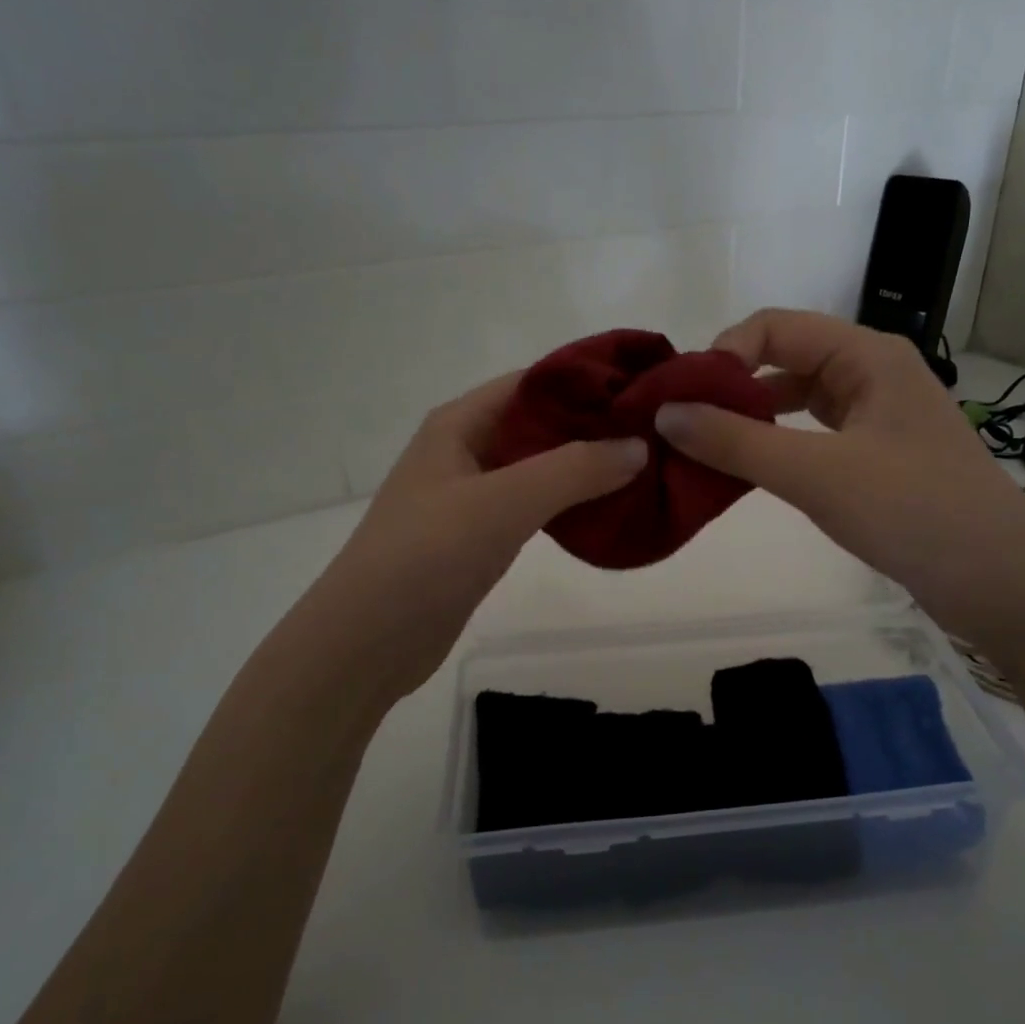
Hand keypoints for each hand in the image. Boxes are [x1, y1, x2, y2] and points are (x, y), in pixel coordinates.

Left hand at [316, 372, 647, 697]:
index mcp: (460, 423)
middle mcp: (465, 450)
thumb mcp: (502, 503)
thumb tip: (638, 446)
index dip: (589, 382)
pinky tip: (606, 512)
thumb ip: (573, 470)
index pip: (534, 383)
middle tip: (656, 435)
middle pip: (539, 424)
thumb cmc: (426, 556)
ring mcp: (471, 496)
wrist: (367, 641)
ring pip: (539, 468)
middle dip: (594, 427)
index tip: (646, 391)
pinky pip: (533, 506)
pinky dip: (568, 504)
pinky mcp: (479, 537)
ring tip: (644, 470)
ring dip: (585, 468)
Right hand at [653, 309, 1024, 630]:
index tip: (682, 399)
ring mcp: (879, 418)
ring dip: (753, 420)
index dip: (723, 354)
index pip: (776, 327)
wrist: (1000, 580)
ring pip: (800, 402)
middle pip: (787, 360)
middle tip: (683, 427)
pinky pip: (816, 438)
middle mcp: (873, 374)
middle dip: (732, 388)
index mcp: (867, 355)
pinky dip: (779, 448)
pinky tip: (752, 473)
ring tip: (705, 450)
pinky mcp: (880, 459)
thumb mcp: (816, 472)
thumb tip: (664, 414)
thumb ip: (737, 442)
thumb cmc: (912, 510)